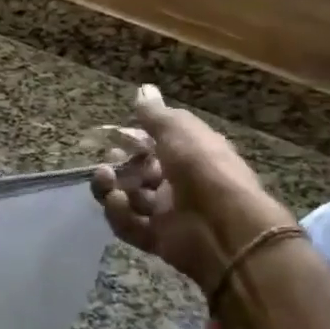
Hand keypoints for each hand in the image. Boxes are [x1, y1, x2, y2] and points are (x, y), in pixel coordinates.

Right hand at [92, 86, 287, 290]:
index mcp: (189, 155)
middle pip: (139, 173)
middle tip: (107, 161)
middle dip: (120, 165)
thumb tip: (143, 89)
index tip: (113, 135)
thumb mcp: (179, 130)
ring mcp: (167, 213)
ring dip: (111, 186)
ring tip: (104, 177)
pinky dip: (119, 213)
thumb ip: (155, 114)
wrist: (225, 226)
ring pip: (129, 198)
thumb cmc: (203, 167)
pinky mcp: (157, 239)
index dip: (134, 139)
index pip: (156, 144)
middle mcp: (178, 183)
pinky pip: (129, 225)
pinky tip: (117, 202)